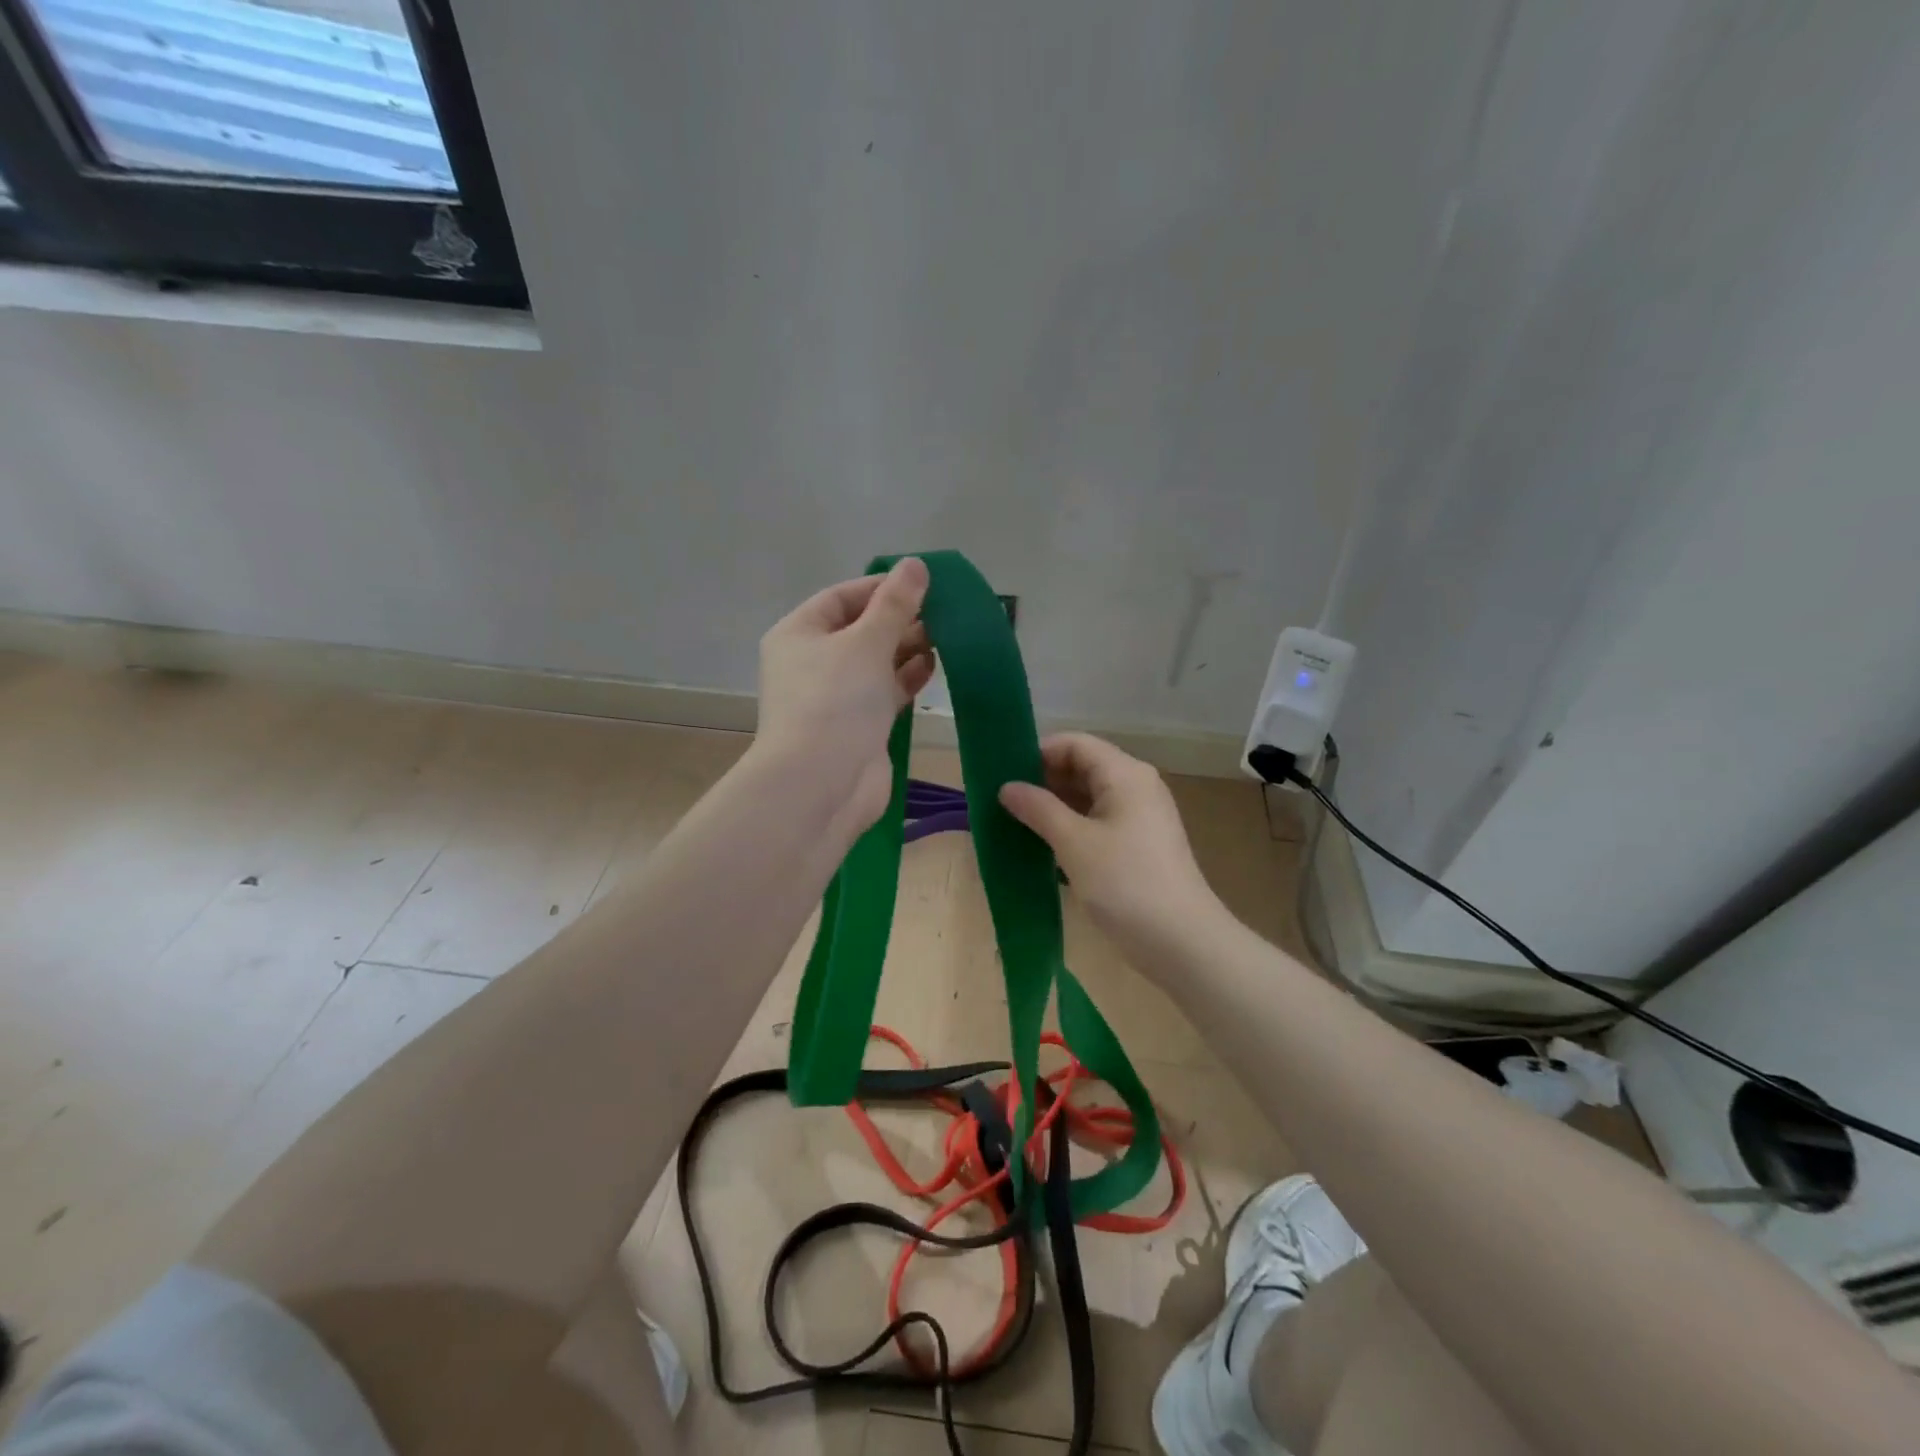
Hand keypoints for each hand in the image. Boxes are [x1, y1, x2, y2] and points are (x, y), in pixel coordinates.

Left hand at [756, 558, 935, 832]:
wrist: (822, 784)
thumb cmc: (836, 701)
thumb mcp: (866, 642)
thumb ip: (895, 604)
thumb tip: (915, 565)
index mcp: (799, 634)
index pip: (842, 597)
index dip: (881, 587)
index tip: (923, 583)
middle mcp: (812, 663)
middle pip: (860, 630)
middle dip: (900, 619)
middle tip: (943, 611)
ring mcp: (835, 697)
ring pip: (876, 663)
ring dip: (907, 648)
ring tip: (945, 636)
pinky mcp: (858, 726)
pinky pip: (885, 692)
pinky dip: (907, 678)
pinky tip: (935, 666)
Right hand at [1000, 733, 1224, 966]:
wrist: (1182, 942)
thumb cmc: (1125, 883)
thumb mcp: (1074, 843)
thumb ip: (1038, 809)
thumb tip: (1007, 787)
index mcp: (1125, 774)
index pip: (1075, 743)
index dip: (1038, 752)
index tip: (1005, 775)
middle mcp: (1135, 786)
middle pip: (1082, 767)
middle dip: (1043, 780)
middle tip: (1004, 801)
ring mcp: (1139, 816)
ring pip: (1088, 796)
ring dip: (1054, 806)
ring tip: (1015, 822)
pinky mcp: (1138, 844)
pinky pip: (1097, 821)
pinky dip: (1071, 826)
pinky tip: (1043, 845)